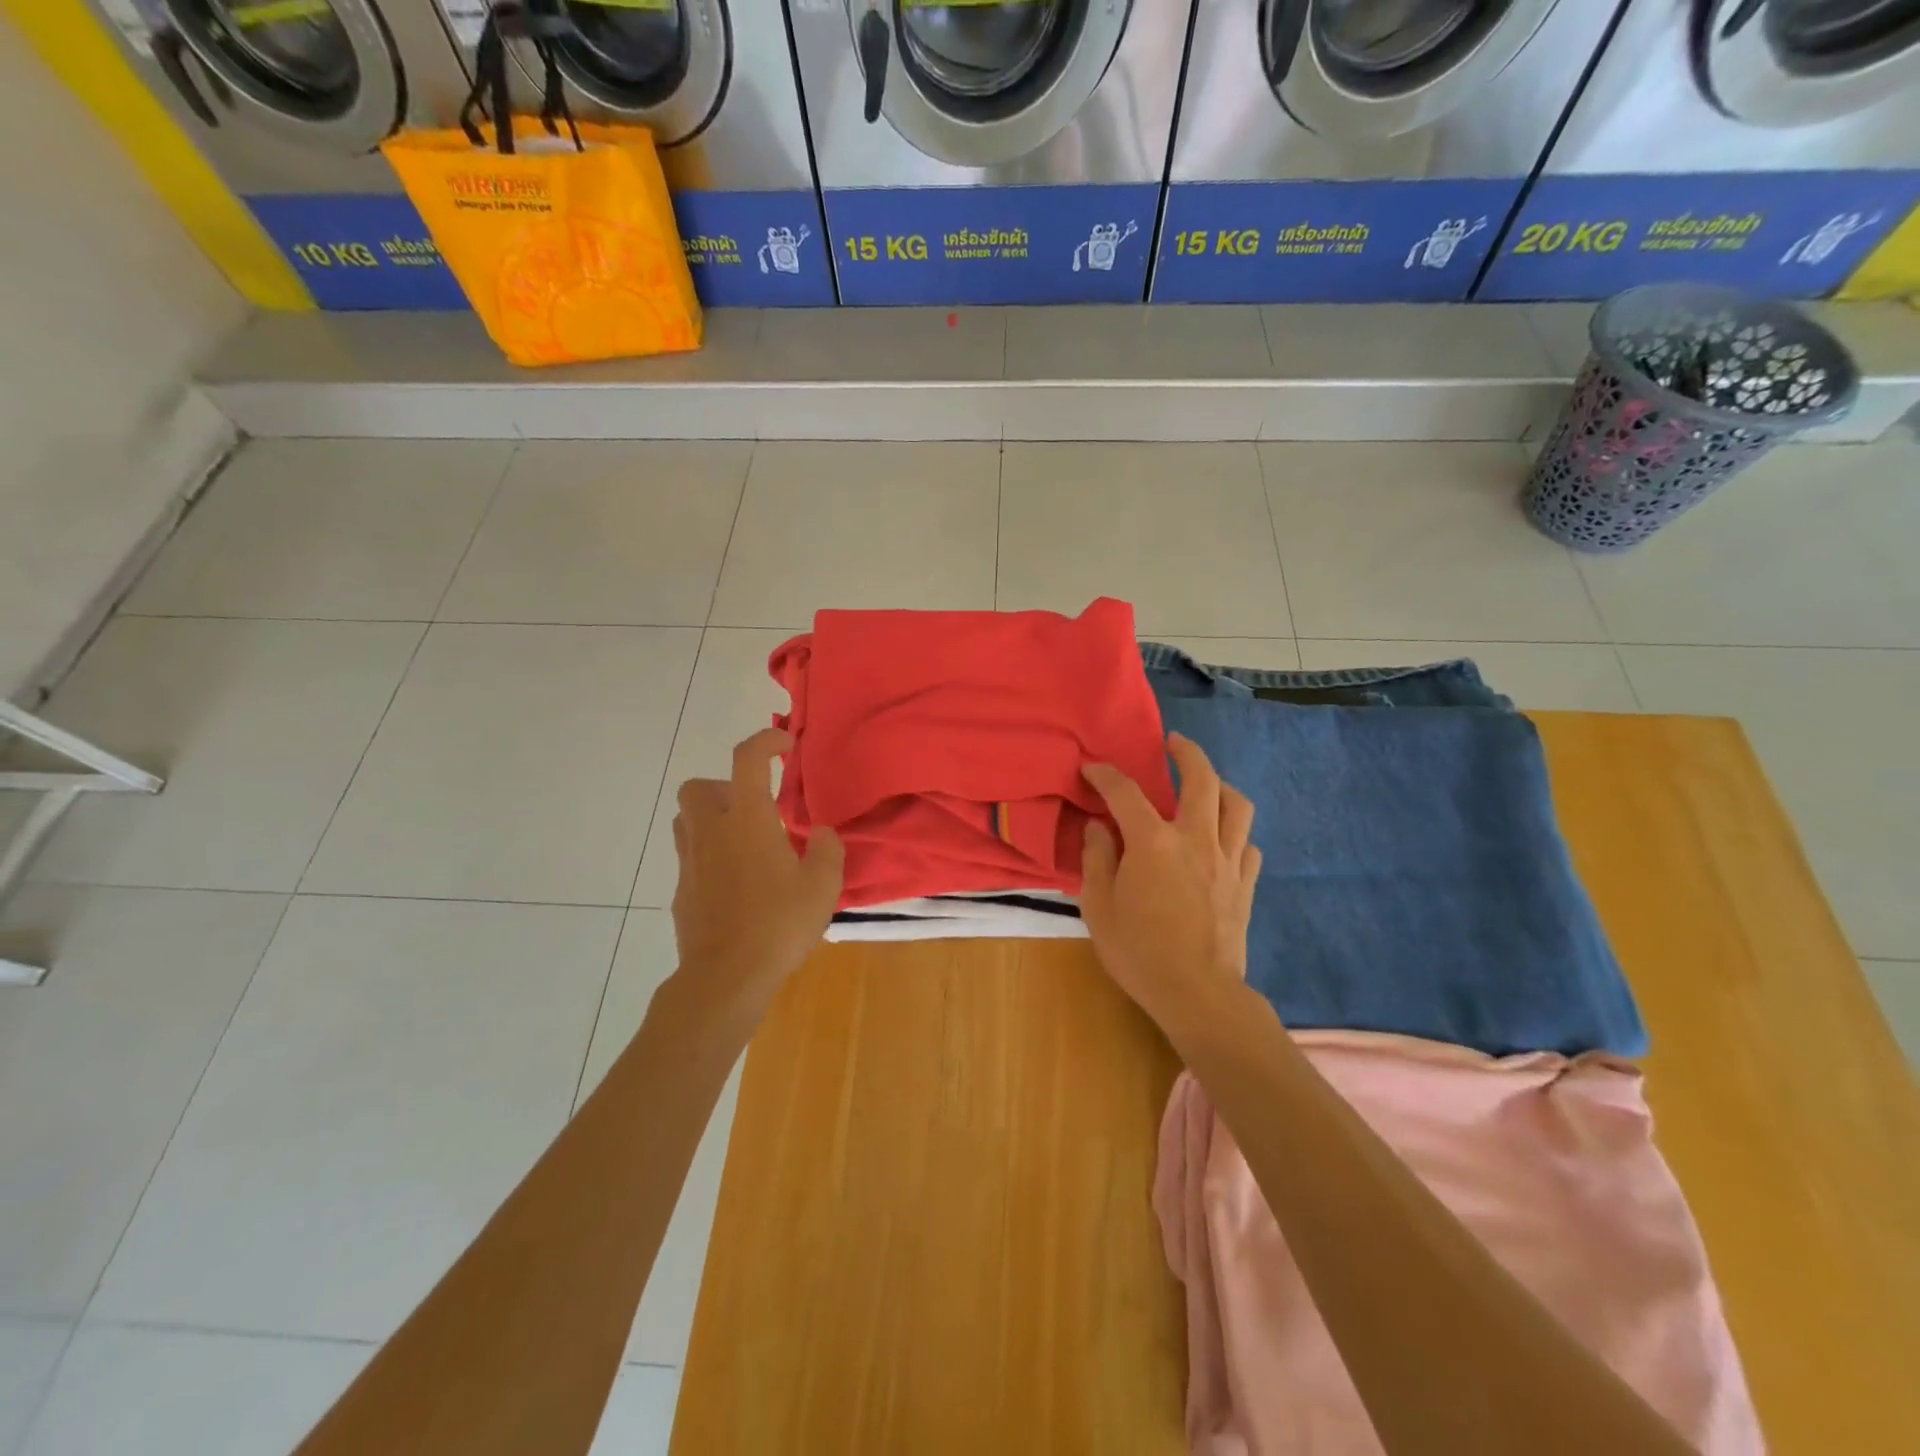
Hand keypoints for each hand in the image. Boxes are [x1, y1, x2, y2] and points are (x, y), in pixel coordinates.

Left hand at [670, 728, 844, 1020]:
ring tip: (744, 843)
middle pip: (697, 786)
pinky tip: (736, 884)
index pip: (748, 759)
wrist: (725, 978)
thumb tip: (819, 834)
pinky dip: (710, 856)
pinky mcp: (682, 892)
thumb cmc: (778, 925)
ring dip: (712, 819)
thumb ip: (826, 851)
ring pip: (686, 820)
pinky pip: (690, 857)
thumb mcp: (822, 886)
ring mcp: (691, 863)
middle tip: (754, 809)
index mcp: (748, 821)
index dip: (766, 740)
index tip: (785, 744)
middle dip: (724, 786)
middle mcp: (712, 832)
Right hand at [1080, 734, 1261, 1032]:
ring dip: (1220, 785)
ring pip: (1237, 805)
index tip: (1092, 769)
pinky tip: (1222, 840)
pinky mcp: (1245, 884)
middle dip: (1187, 753)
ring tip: (1206, 784)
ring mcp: (1228, 861)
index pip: (1125, 792)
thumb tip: (1100, 828)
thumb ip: (1097, 860)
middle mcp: (1196, 840)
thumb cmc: (1139, 952)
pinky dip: (1235, 833)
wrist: (1198, 994)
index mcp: (1153, 843)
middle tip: (1173, 744)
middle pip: (1201, 779)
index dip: (1105, 775)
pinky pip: (1248, 844)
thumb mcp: (1098, 907)